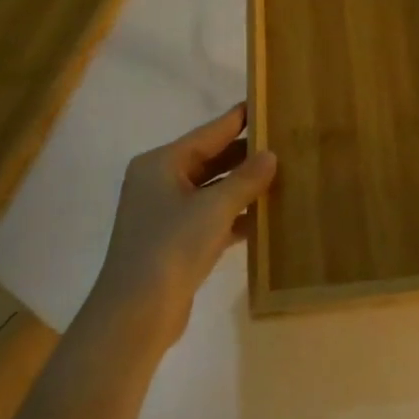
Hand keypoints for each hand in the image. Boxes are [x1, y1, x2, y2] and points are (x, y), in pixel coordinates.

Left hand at [87, 104, 276, 347]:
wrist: (136, 314)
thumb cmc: (171, 247)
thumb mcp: (214, 208)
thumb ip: (245, 179)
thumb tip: (270, 154)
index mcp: (160, 164)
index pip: (207, 133)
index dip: (237, 120)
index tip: (264, 103)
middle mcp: (159, 183)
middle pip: (209, 160)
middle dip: (244, 154)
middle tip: (283, 141)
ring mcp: (166, 215)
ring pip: (212, 190)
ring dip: (243, 186)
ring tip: (282, 174)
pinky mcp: (175, 243)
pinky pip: (211, 218)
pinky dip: (235, 215)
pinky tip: (265, 216)